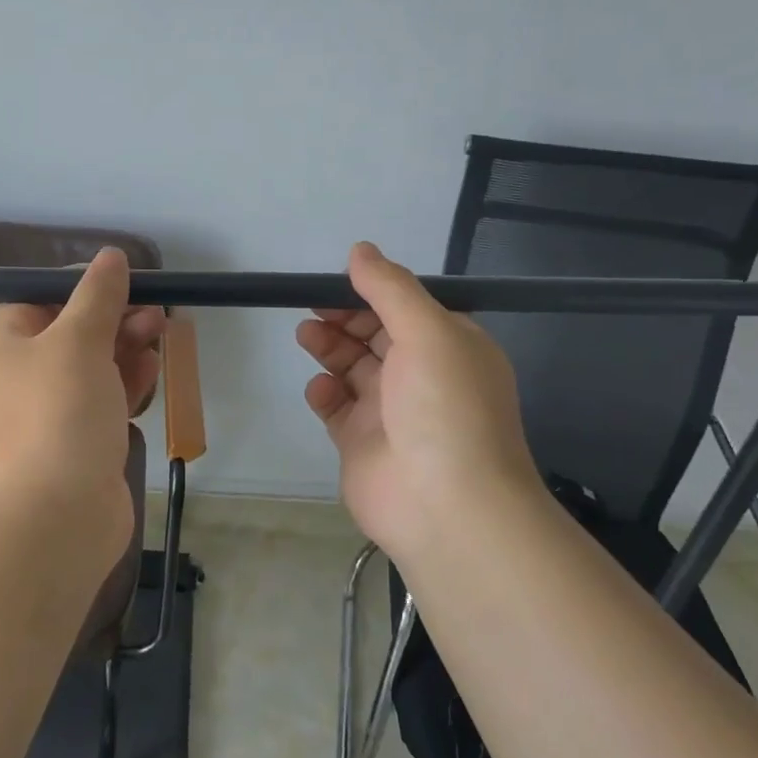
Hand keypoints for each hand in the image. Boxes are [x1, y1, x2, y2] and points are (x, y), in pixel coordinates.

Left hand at [0, 249, 165, 558]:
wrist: (57, 517)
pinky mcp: (80, 445)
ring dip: (126, 347)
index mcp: (8, 350)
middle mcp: (24, 380)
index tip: (115, 283)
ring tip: (160, 332)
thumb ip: (96, 296)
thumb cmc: (60, 414)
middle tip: (153, 310)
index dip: (72, 288)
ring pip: (93, 367)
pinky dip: (128, 383)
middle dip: (112, 317)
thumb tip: (110, 256)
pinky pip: (105, 401)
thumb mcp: (78, 341)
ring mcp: (52, 416)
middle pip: (70, 333)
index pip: (33, 301)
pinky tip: (153, 369)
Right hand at [296, 242, 545, 559]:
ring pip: (352, 368)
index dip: (371, 292)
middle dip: (344, 318)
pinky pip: (337, 408)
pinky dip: (325, 394)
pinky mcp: (361, 443)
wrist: (445, 507)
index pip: (406, 308)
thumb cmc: (444, 408)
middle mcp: (422, 377)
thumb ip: (390, 288)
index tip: (336, 282)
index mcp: (450, 347)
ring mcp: (390, 412)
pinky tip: (320, 391)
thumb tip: (360, 250)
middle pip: (375, 335)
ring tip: (308, 337)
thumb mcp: (427, 332)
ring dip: (330, 349)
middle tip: (313, 309)